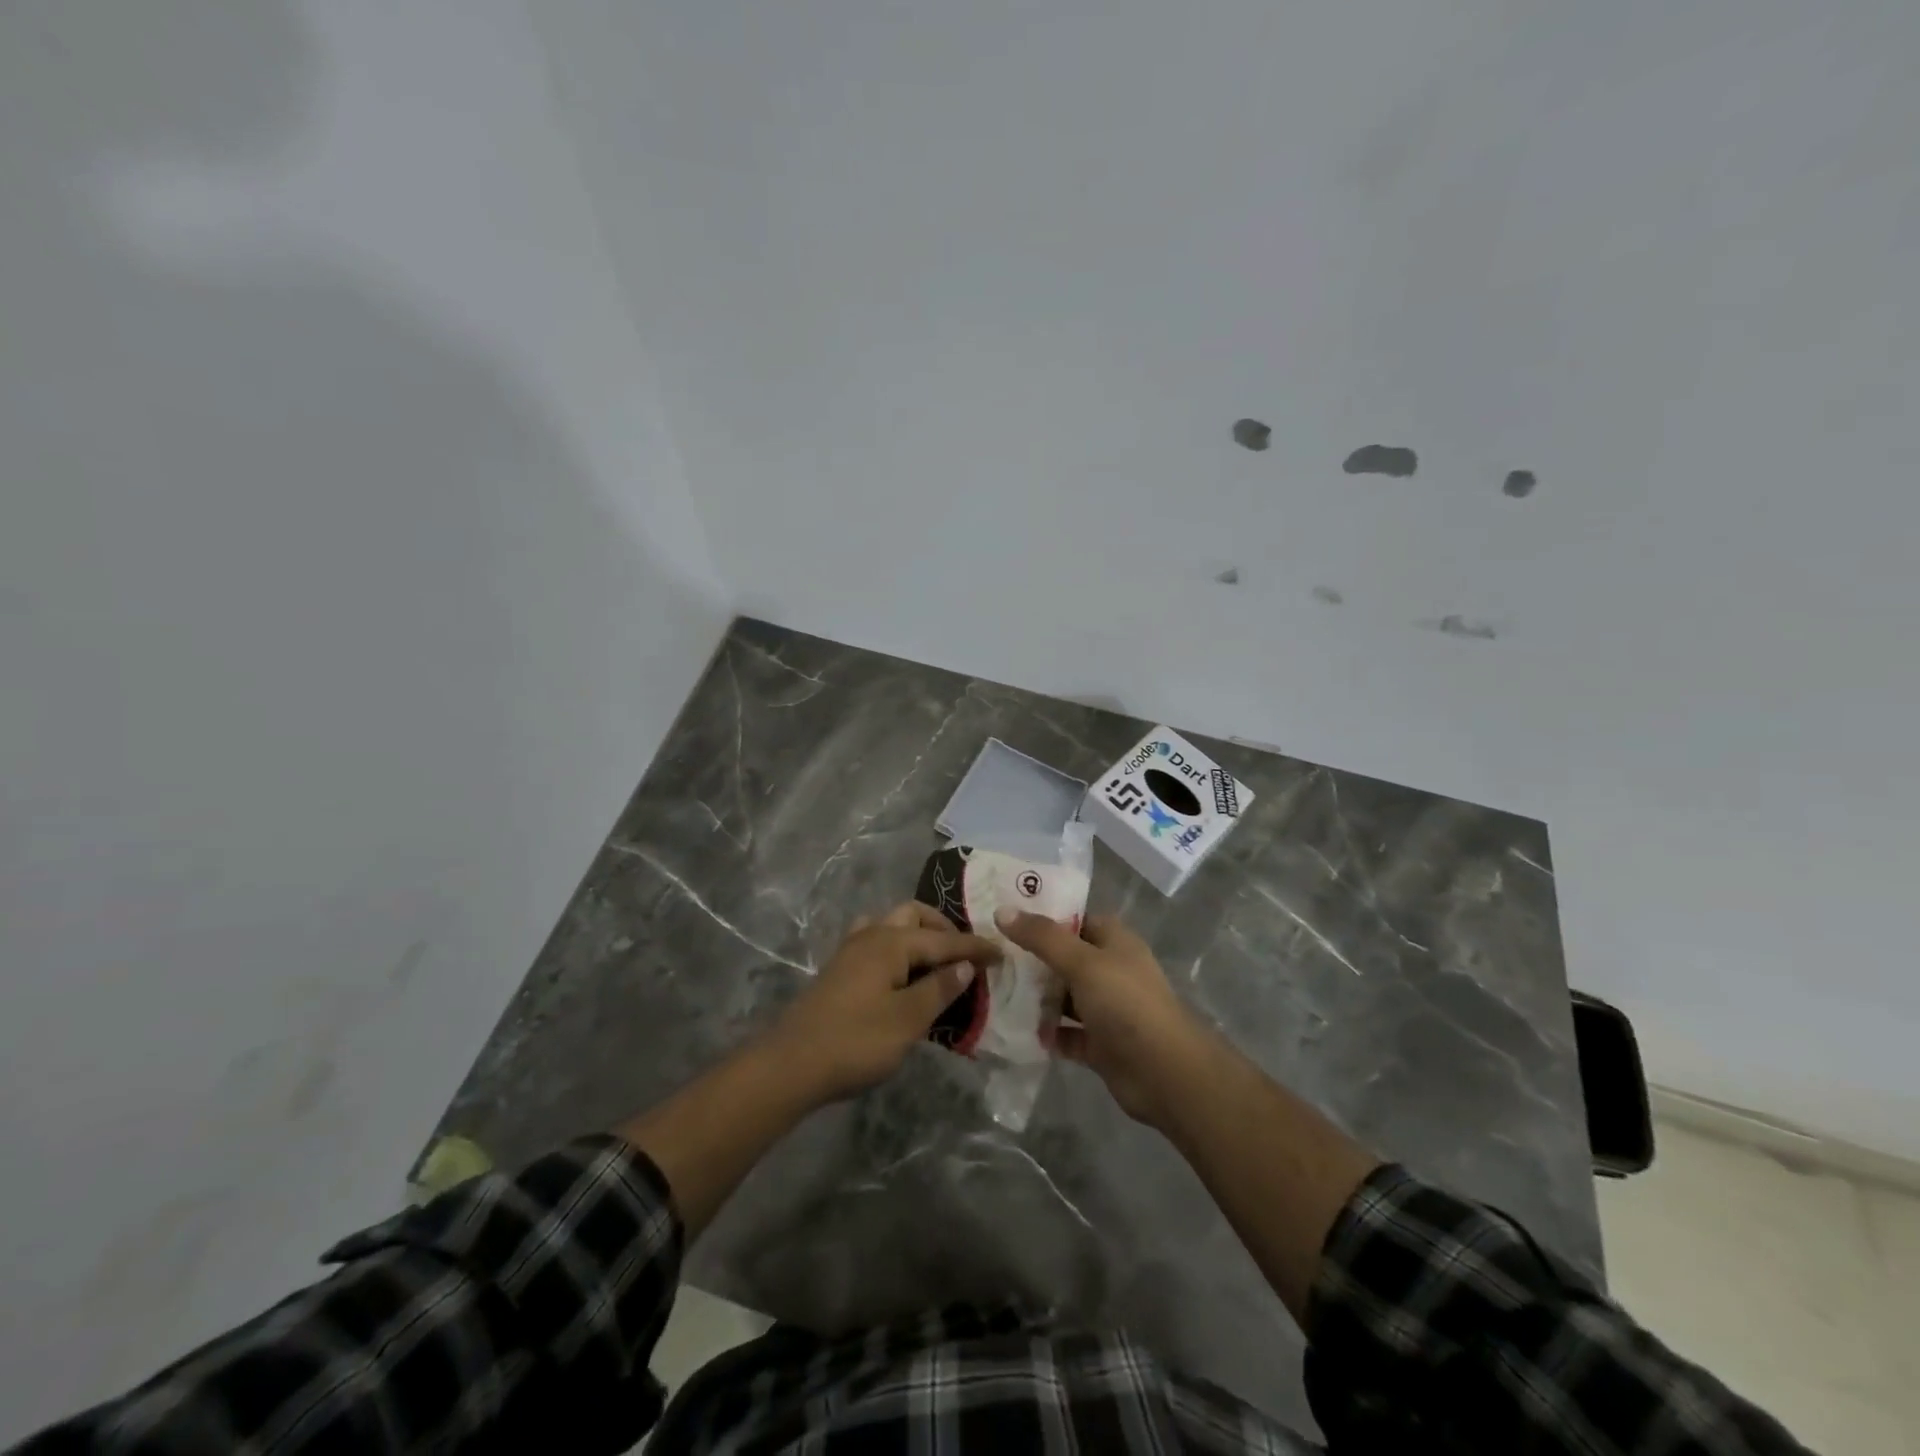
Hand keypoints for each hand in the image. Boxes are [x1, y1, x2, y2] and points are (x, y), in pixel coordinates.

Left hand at [770, 903, 999, 1104]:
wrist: (791, 1064)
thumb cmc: (855, 1041)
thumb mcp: (907, 1020)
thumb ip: (938, 989)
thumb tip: (964, 966)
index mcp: (891, 942)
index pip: (943, 940)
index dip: (974, 948)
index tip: (1002, 954)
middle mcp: (871, 935)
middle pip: (913, 916)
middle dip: (943, 929)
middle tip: (964, 955)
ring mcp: (851, 951)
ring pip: (892, 926)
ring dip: (918, 935)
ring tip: (936, 961)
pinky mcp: (840, 970)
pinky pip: (878, 943)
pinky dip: (898, 950)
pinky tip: (903, 976)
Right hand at [996, 910, 1211, 1127]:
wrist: (1164, 1073)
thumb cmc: (1125, 1004)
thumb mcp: (1082, 962)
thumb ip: (1042, 938)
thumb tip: (1002, 911)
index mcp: (1115, 942)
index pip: (1075, 919)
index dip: (1043, 917)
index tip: (1004, 917)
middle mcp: (1111, 971)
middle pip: (1066, 958)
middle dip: (1033, 959)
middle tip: (991, 956)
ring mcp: (1107, 1009)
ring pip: (1065, 997)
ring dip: (1038, 997)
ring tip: (996, 991)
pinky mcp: (1101, 1044)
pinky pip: (1067, 1033)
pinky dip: (1047, 1033)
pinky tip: (1017, 1030)